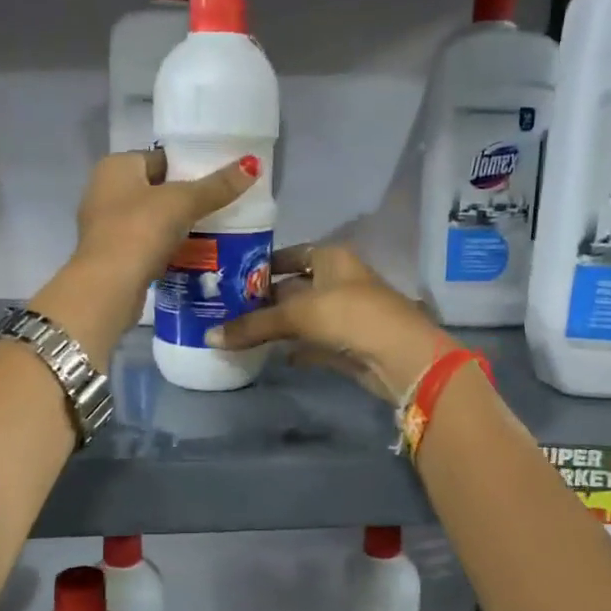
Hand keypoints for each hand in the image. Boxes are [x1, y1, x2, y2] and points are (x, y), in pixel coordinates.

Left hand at [72, 148, 260, 314]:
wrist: (108, 288)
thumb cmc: (140, 231)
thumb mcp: (183, 203)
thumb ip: (217, 185)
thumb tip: (253, 164)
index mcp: (116, 166)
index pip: (161, 158)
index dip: (192, 166)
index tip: (222, 180)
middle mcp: (105, 190)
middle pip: (158, 188)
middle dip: (189, 198)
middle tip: (225, 206)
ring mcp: (105, 225)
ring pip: (154, 218)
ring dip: (180, 225)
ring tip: (217, 229)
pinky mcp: (112, 255)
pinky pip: (148, 243)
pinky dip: (169, 247)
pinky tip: (195, 253)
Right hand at [205, 244, 448, 400]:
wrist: (400, 356)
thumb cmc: (349, 316)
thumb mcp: (297, 315)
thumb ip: (253, 325)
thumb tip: (209, 336)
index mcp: (331, 257)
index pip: (290, 254)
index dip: (263, 264)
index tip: (232, 277)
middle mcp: (339, 279)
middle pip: (294, 286)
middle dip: (265, 298)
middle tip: (227, 309)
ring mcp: (346, 312)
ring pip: (304, 315)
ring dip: (278, 325)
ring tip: (241, 332)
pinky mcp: (348, 342)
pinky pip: (314, 341)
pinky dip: (295, 348)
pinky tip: (271, 356)